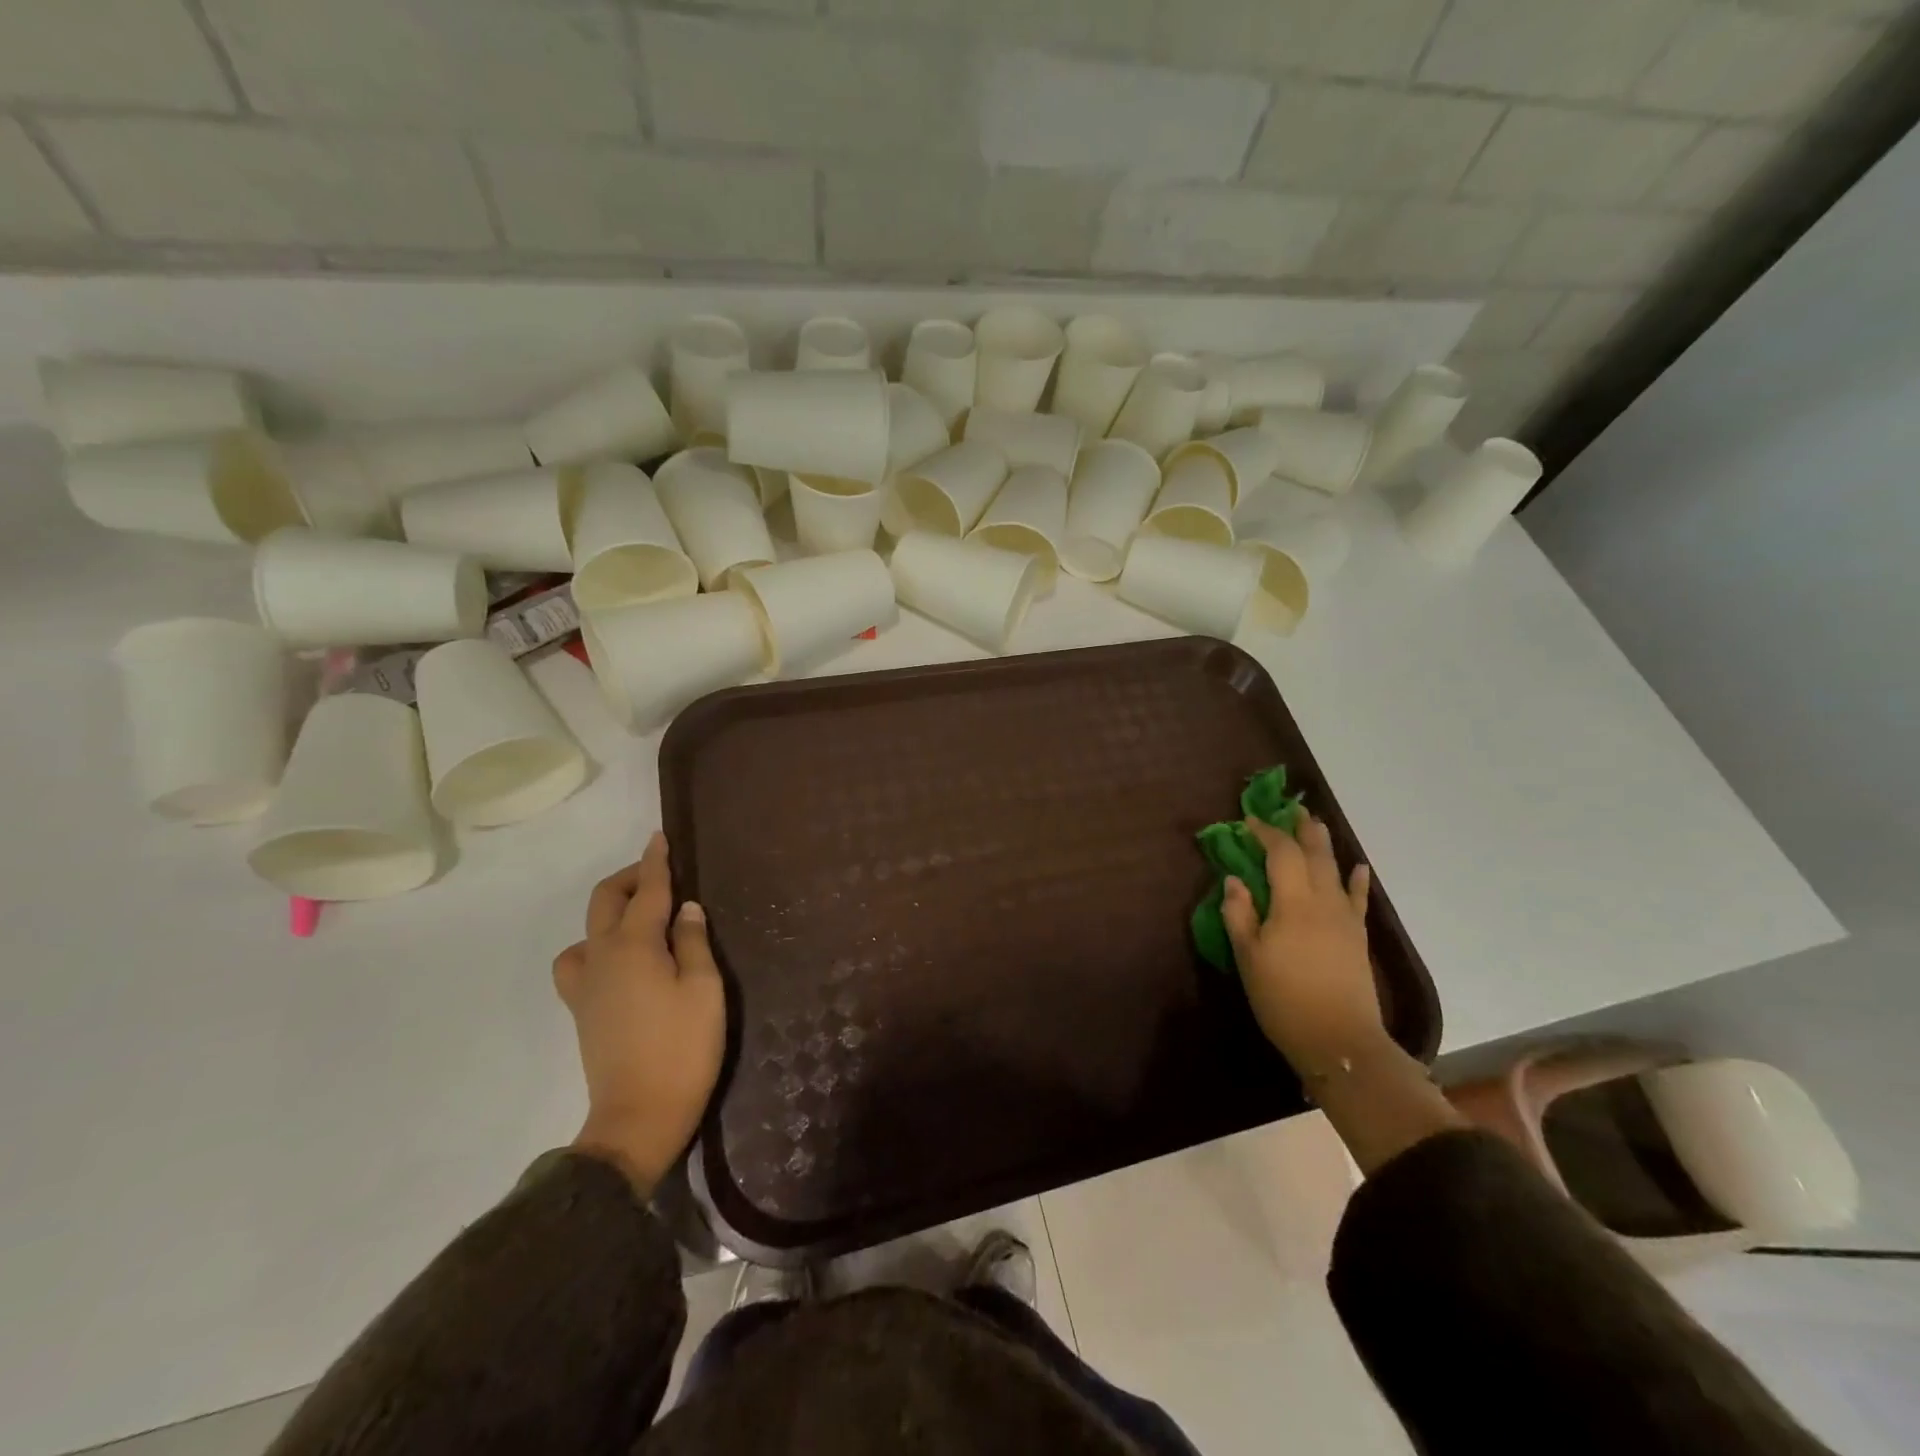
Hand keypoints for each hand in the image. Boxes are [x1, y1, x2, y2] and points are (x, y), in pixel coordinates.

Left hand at [554, 833, 725, 1193]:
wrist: (639, 1116)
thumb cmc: (683, 1048)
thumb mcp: (704, 989)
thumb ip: (692, 942)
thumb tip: (684, 909)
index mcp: (634, 946)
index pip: (646, 891)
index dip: (655, 862)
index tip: (659, 837)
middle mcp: (602, 957)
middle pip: (605, 901)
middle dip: (629, 879)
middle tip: (660, 876)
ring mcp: (586, 986)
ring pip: (586, 931)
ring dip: (611, 912)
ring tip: (641, 920)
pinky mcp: (581, 1010)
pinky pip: (578, 962)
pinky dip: (595, 947)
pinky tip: (620, 962)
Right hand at [1222, 812, 1384, 1076]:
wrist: (1340, 1040)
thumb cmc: (1284, 999)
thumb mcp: (1248, 957)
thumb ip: (1238, 914)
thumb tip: (1234, 879)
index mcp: (1292, 903)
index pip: (1280, 853)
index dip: (1265, 833)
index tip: (1248, 822)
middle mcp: (1323, 901)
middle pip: (1314, 854)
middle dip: (1301, 830)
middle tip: (1291, 810)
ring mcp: (1345, 918)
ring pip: (1335, 870)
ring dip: (1324, 845)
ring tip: (1316, 826)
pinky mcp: (1357, 937)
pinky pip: (1357, 898)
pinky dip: (1356, 880)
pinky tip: (1358, 867)